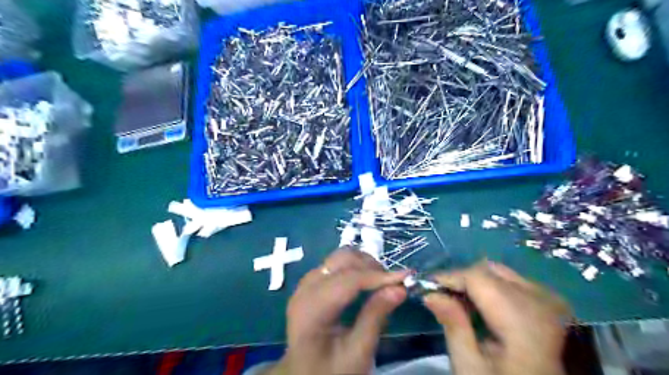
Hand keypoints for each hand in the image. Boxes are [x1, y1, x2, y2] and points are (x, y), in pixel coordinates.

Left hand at [266, 247, 407, 373]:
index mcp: (311, 309)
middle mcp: (305, 289)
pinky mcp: (310, 283)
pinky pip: (334, 265)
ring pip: (338, 257)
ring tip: (381, 282)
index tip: (406, 277)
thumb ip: (376, 317)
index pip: (347, 280)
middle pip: (341, 260)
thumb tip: (400, 288)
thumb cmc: (331, 371)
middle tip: (392, 283)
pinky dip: (354, 267)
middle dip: (370, 267)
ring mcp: (305, 283)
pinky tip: (366, 281)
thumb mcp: (357, 352)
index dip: (378, 276)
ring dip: (363, 264)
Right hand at [422, 262, 568, 374]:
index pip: (478, 277)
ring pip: (501, 272)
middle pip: (489, 270)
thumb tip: (431, 294)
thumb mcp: (471, 368)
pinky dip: (492, 287)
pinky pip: (513, 281)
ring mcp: (550, 301)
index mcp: (523, 321)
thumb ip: (453, 326)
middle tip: (443, 297)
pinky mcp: (551, 304)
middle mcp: (542, 302)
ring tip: (461, 303)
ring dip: (476, 282)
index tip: (428, 287)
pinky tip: (483, 307)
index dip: (450, 277)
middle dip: (462, 279)